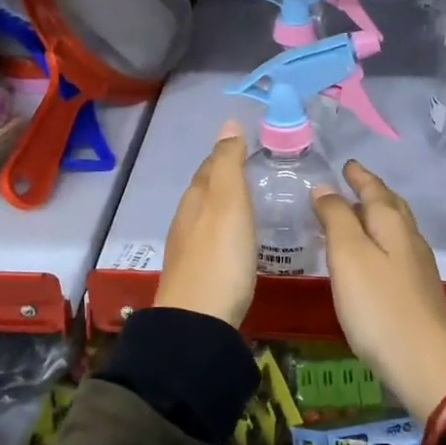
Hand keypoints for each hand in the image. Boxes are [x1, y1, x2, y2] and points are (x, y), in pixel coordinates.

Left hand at [155, 120, 255, 327]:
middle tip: (258, 172)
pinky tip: (239, 240)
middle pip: (206, 190)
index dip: (228, 153)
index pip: (210, 166)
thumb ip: (228, 163)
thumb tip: (229, 123)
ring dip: (226, 205)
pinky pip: (212, 239)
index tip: (252, 147)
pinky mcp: (198, 273)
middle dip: (227, 178)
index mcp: (196, 199)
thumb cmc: (220, 257)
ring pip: (207, 215)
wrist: (198, 321)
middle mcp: (187, 219)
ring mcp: (189, 248)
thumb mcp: (228, 203)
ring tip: (253, 203)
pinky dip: (226, 230)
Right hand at [312, 161, 445, 420]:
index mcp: (392, 225)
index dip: (359, 176)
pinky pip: (398, 251)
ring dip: (378, 215)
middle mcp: (410, 240)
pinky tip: (374, 256)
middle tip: (353, 182)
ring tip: (358, 213)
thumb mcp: (348, 257)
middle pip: (391, 206)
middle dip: (372, 191)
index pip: (374, 190)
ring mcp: (418, 267)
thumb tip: (325, 188)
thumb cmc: (380, 307)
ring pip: (397, 229)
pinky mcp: (419, 293)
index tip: (347, 164)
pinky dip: (382, 241)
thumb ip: (336, 219)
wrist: (427, 365)